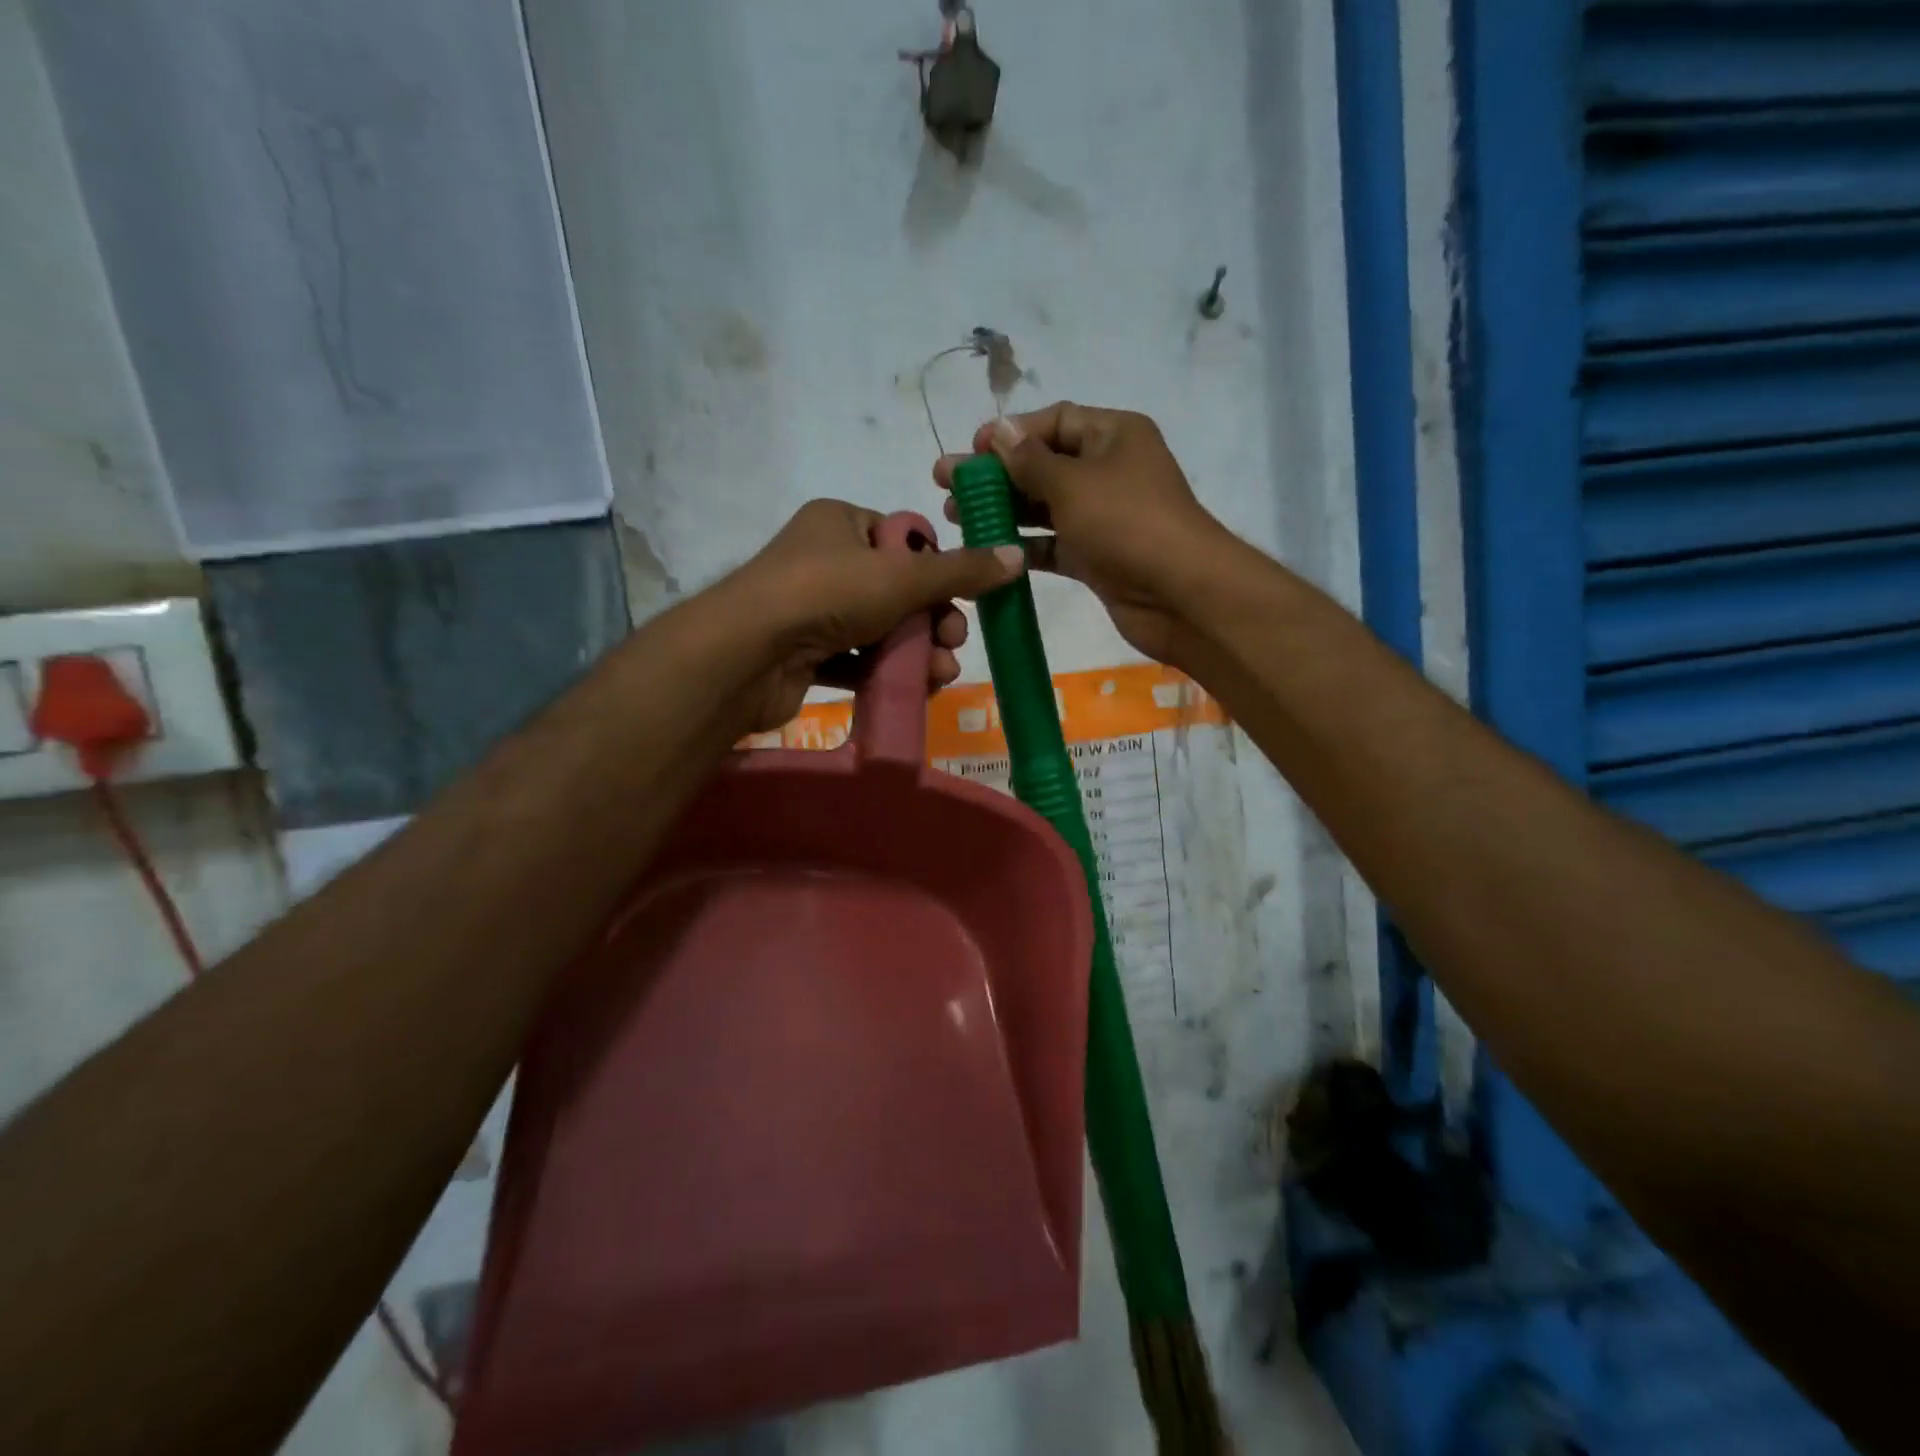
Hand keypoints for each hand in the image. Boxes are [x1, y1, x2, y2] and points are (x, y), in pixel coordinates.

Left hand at [708, 499, 1024, 733]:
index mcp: (840, 523)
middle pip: (896, 589)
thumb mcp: (904, 576)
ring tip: (941, 675)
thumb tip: (1017, 555)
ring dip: (916, 652)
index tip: (960, 598)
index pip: (903, 540)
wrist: (748, 654)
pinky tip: (914, 689)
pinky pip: (855, 660)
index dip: (936, 570)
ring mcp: (810, 609)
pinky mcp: (803, 654)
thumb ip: (961, 570)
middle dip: (933, 620)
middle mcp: (823, 560)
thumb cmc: (827, 594)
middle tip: (954, 643)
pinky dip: (884, 672)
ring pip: (879, 629)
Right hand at [933, 404, 1233, 665]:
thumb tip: (1001, 430)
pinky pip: (1052, 543)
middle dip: (996, 474)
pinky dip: (1024, 545)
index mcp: (1113, 435)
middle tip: (947, 485)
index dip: (1011, 433)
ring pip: (1044, 506)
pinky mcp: (1096, 555)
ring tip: (956, 517)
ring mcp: (1103, 516)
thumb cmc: (1127, 524)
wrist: (1179, 595)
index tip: (972, 452)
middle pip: (1043, 464)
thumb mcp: (1074, 484)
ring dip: (1003, 510)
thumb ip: (1031, 461)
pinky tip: (989, 549)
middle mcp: (1109, 470)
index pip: (1055, 421)